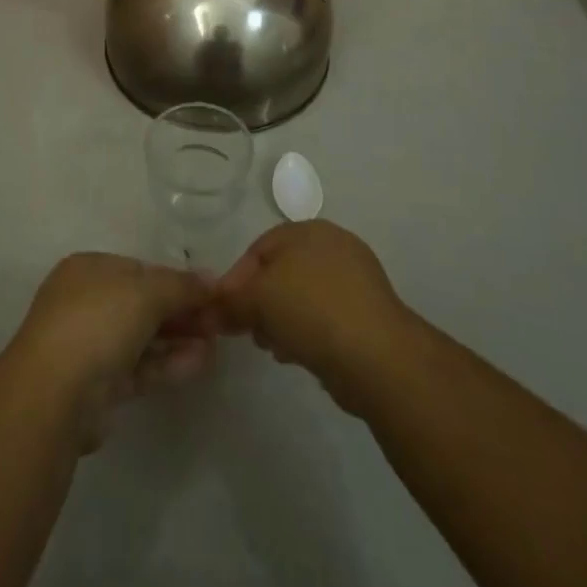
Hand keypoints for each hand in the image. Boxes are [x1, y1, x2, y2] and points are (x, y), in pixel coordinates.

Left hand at [4, 253, 217, 448]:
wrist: (54, 395)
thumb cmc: (98, 323)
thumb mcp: (146, 292)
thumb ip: (182, 285)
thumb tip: (211, 280)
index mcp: (88, 270)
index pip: (139, 269)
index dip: (175, 280)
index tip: (209, 293)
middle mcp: (85, 302)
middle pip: (142, 303)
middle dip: (180, 311)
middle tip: (218, 322)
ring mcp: (89, 346)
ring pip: (142, 337)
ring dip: (178, 338)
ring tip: (215, 344)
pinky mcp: (98, 387)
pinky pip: (139, 368)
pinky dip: (167, 363)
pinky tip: (200, 363)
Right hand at [217, 221, 413, 411]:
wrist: (377, 356)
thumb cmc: (311, 310)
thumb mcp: (258, 299)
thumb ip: (231, 301)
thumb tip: (209, 311)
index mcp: (308, 230)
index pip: (259, 248)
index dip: (236, 279)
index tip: (222, 311)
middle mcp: (333, 247)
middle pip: (281, 272)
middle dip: (259, 302)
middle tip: (247, 331)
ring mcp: (355, 281)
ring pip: (302, 298)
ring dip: (281, 321)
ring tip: (273, 347)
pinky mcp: (367, 316)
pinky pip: (324, 318)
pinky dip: (306, 333)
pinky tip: (298, 355)